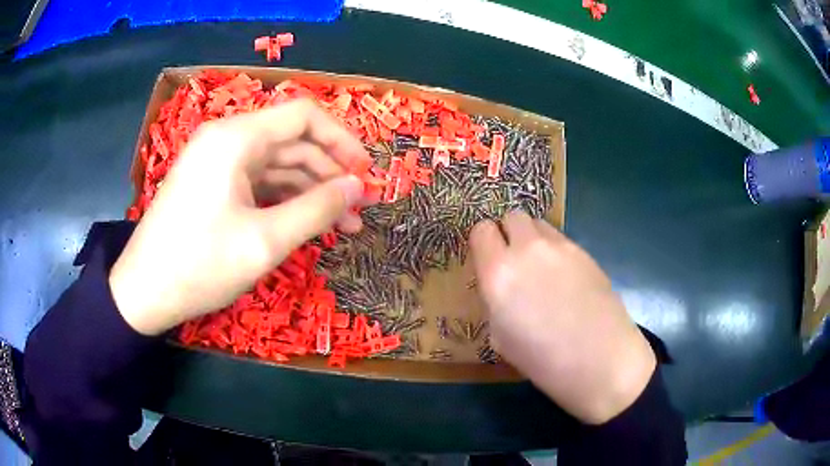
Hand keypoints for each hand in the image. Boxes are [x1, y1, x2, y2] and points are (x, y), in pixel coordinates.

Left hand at [110, 99, 370, 335]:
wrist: (144, 291)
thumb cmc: (199, 265)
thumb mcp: (264, 241)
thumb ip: (316, 210)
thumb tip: (357, 187)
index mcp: (237, 138)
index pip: (304, 115)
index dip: (342, 140)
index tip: (365, 173)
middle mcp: (227, 139)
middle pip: (292, 142)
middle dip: (330, 173)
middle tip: (359, 209)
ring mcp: (217, 162)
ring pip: (277, 165)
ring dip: (311, 191)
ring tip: (341, 225)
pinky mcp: (212, 184)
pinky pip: (258, 182)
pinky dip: (285, 200)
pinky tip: (305, 224)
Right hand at [470, 211, 655, 424]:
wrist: (601, 360)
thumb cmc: (543, 361)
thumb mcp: (501, 338)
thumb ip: (495, 301)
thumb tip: (502, 288)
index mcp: (499, 273)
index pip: (481, 231)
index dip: (482, 243)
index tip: (487, 259)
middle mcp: (528, 250)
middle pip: (512, 216)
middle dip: (508, 233)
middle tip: (512, 261)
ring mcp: (561, 247)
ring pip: (538, 223)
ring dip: (532, 238)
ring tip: (540, 268)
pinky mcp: (585, 251)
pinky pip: (560, 239)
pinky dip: (554, 250)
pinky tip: (564, 279)